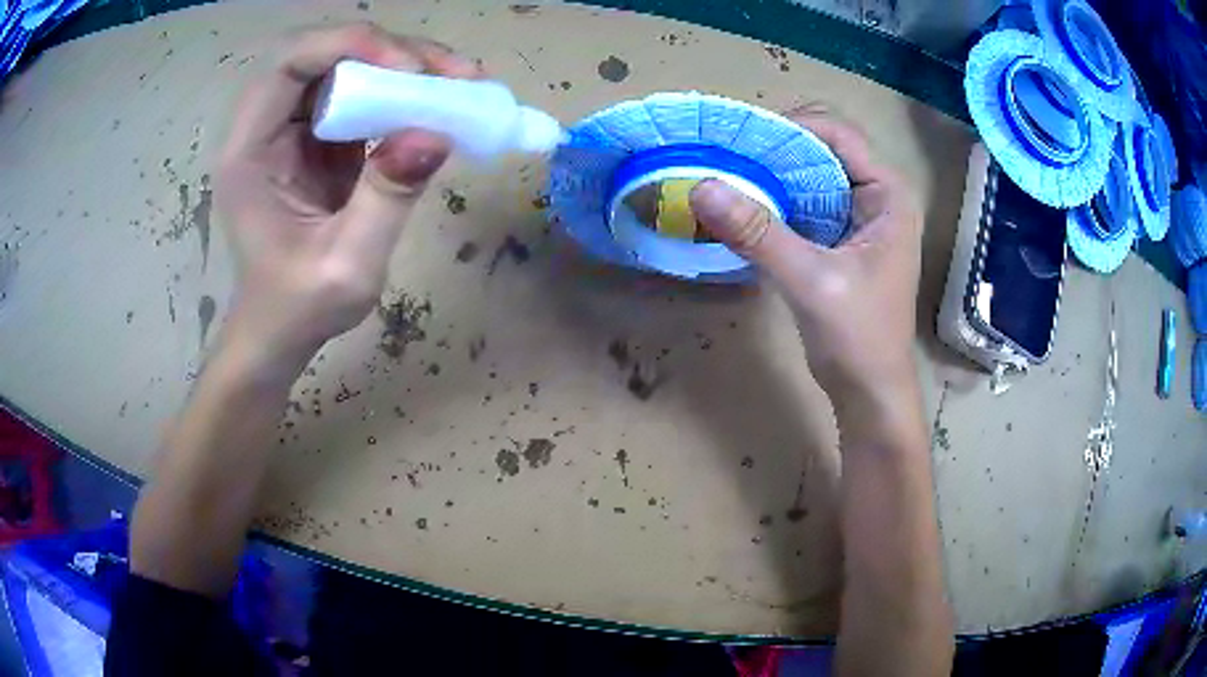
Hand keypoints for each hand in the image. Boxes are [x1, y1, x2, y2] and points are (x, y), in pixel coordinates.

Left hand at [214, 23, 479, 377]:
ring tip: (458, 83)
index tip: (410, 69)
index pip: (290, 63)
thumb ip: (386, 199)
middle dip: (391, 51)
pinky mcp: (318, 138)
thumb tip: (437, 132)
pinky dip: (402, 90)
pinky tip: (438, 102)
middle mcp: (265, 127)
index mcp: (249, 151)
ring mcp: (292, 129)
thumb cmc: (299, 308)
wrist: (281, 330)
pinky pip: (360, 93)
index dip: (350, 46)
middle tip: (452, 73)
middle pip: (324, 53)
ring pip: (347, 66)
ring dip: (404, 65)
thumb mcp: (347, 266)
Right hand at [690, 105, 922, 407]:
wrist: (870, 393)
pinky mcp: (842, 239)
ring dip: (772, 175)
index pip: (839, 134)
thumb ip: (758, 232)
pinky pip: (805, 203)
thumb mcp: (810, 281)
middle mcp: (878, 196)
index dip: (790, 128)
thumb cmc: (858, 338)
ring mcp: (860, 218)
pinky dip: (776, 201)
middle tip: (725, 158)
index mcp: (889, 195)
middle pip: (822, 150)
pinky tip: (744, 207)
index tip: (740, 140)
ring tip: (727, 177)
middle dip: (775, 150)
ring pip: (811, 176)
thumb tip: (701, 186)